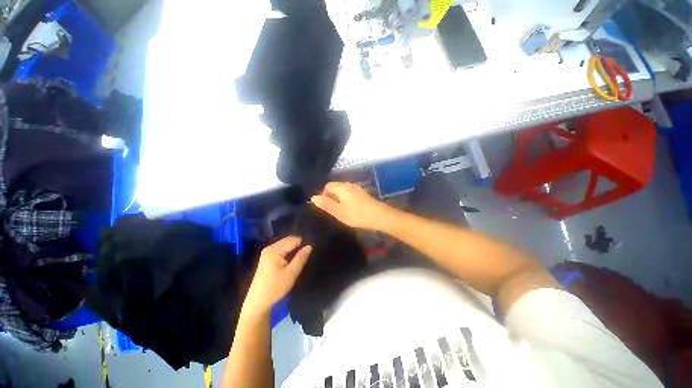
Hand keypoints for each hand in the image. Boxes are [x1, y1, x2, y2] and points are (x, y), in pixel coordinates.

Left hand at [243, 236, 311, 315]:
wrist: (257, 302)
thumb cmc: (275, 288)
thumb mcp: (291, 273)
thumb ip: (301, 258)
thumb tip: (309, 246)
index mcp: (274, 250)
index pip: (293, 239)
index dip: (303, 244)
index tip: (310, 252)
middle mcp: (270, 248)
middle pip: (288, 240)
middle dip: (298, 246)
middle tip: (306, 256)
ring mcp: (267, 253)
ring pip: (285, 245)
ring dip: (294, 249)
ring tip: (301, 258)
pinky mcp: (267, 258)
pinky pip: (281, 250)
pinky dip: (288, 253)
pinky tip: (292, 261)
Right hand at [310, 182, 392, 230]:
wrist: (380, 216)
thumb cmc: (358, 215)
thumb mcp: (339, 212)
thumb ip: (326, 204)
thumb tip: (313, 197)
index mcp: (342, 187)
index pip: (327, 186)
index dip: (323, 195)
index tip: (326, 208)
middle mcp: (349, 185)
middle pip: (335, 187)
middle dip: (331, 197)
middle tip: (333, 211)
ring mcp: (357, 189)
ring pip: (342, 191)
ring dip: (338, 200)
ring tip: (340, 211)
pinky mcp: (362, 194)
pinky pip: (349, 194)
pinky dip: (346, 200)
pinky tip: (349, 210)